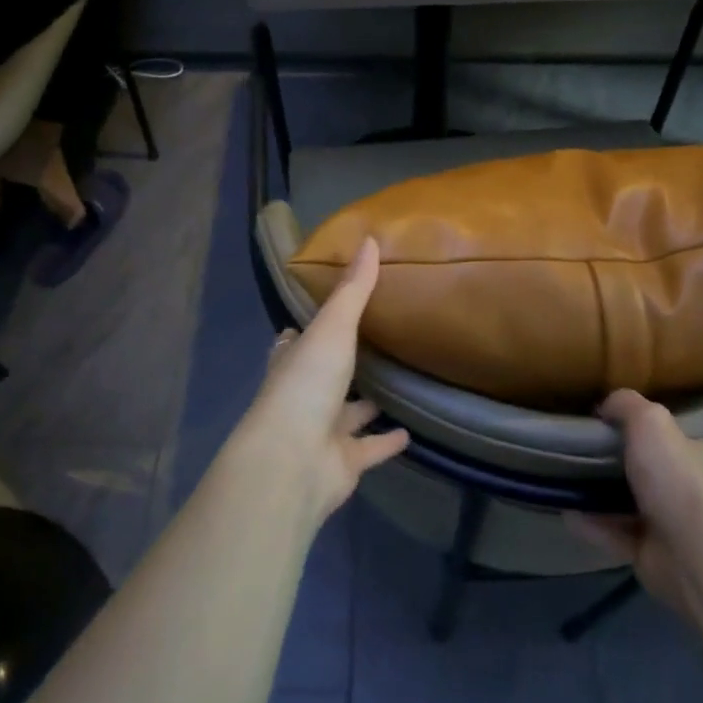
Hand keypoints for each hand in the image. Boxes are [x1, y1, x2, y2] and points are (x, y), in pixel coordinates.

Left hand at [230, 237, 409, 521]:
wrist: (293, 461)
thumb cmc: (306, 385)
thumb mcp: (332, 328)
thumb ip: (353, 290)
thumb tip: (368, 239)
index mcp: (292, 362)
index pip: (294, 341)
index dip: (306, 328)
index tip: (327, 313)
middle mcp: (302, 396)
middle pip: (322, 376)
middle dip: (341, 364)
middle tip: (373, 345)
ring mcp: (320, 431)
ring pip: (347, 414)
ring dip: (366, 403)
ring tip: (399, 384)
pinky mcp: (342, 463)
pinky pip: (369, 449)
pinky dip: (386, 442)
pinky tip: (410, 432)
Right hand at [570, 391, 702, 613]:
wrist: (684, 550)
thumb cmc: (679, 479)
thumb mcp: (650, 422)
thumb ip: (627, 405)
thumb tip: (607, 408)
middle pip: (691, 477)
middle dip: (665, 467)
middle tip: (626, 450)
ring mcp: (680, 528)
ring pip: (645, 507)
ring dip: (616, 497)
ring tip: (580, 478)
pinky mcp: (653, 554)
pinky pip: (616, 534)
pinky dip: (593, 524)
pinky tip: (567, 511)